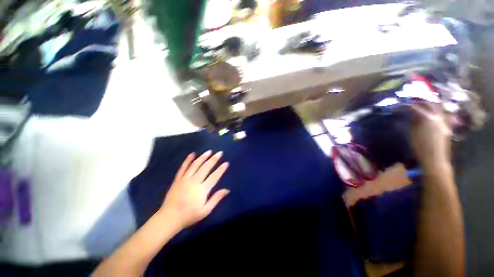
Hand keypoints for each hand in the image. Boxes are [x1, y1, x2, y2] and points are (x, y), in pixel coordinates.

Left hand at [159, 151, 229, 228]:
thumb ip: (216, 199)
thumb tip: (227, 190)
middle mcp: (194, 182)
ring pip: (195, 165)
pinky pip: (183, 167)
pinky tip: (192, 154)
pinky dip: (187, 160)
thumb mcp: (205, 210)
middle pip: (205, 168)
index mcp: (202, 190)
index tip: (226, 163)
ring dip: (203, 157)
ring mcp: (185, 179)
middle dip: (213, 159)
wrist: (169, 218)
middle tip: (219, 153)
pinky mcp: (177, 179)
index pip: (214, 177)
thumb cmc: (189, 215)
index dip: (221, 169)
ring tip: (209, 151)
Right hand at [409, 102, 451, 169]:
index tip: (401, 103)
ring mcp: (444, 121)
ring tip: (424, 102)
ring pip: (439, 108)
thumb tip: (413, 115)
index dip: (408, 104)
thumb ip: (414, 121)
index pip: (416, 107)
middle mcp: (438, 117)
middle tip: (414, 98)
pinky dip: (437, 111)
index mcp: (427, 118)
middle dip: (421, 100)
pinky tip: (433, 112)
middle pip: (430, 104)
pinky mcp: (447, 126)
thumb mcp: (413, 133)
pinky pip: (443, 114)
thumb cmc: (420, 147)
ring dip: (431, 104)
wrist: (435, 159)